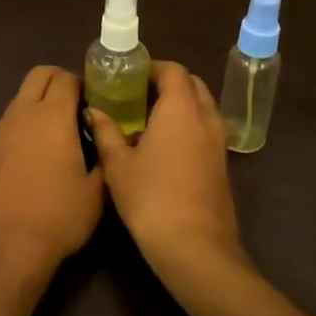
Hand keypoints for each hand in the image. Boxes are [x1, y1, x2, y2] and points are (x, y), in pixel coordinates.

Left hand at [0, 66, 104, 279]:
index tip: (97, 103)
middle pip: (39, 75)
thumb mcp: (97, 191)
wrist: (4, 247)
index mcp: (52, 115)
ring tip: (58, 134)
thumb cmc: (58, 216)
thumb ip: (104, 156)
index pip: (67, 77)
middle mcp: (22, 113)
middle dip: (59, 82)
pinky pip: (9, 122)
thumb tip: (105, 140)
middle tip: (78, 108)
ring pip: (21, 98)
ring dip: (39, 103)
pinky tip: (36, 156)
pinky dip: (24, 125)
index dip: (85, 85)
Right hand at [88, 60, 242, 277]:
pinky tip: (164, 147)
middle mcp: (205, 117)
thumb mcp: (118, 165)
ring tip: (148, 121)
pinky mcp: (222, 164)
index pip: (173, 70)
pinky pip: (206, 129)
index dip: (152, 68)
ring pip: (202, 107)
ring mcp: (219, 141)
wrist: (194, 246)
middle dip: (167, 83)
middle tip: (137, 96)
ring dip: (180, 105)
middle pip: (192, 84)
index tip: (129, 77)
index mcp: (181, 108)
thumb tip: (93, 111)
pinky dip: (188, 126)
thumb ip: (106, 132)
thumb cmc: (151, 198)